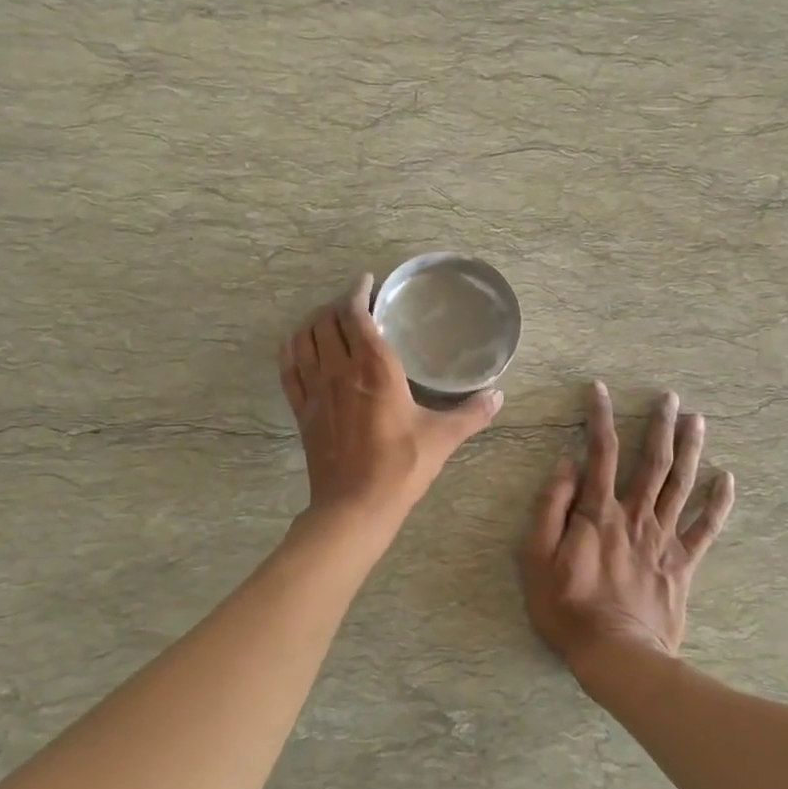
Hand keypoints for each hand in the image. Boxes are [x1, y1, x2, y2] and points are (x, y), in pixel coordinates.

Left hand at [280, 273, 502, 518]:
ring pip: (304, 340)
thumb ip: (472, 413)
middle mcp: (340, 371)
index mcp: (375, 368)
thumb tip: (499, 395)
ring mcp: (316, 391)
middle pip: (327, 322)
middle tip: (353, 303)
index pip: (356, 315)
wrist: (355, 507)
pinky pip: (288, 370)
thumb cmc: (401, 467)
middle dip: (337, 305)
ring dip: (312, 322)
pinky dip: (290, 350)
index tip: (366, 282)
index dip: (358, 292)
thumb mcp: (442, 438)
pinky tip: (296, 345)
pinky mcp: (303, 411)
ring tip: (326, 319)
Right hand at [519, 382, 734, 670]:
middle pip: (652, 461)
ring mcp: (664, 538)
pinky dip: (718, 502)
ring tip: (697, 420)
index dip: (600, 417)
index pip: (601, 452)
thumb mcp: (536, 557)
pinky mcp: (683, 563)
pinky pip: (706, 527)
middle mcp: (635, 515)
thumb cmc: (567, 607)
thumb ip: (550, 507)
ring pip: (681, 483)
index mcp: (598, 511)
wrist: (616, 655)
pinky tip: (727, 478)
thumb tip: (566, 464)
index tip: (600, 389)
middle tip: (670, 397)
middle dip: (660, 425)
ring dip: (690, 449)